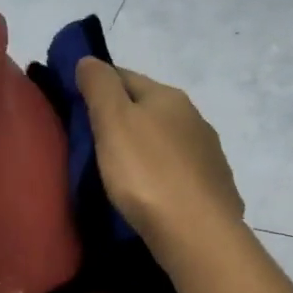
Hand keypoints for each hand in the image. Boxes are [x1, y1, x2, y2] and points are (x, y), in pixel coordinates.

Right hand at [76, 58, 243, 265]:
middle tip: (94, 140)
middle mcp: (194, 118)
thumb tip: (89, 60)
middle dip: (124, 117)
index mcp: (168, 97)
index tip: (77, 102)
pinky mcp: (214, 188)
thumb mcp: (113, 122)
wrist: (197, 232)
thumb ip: (99, 87)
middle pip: (150, 108)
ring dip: (146, 147)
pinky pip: (180, 172)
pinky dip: (163, 174)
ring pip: (167, 140)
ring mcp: (209, 154)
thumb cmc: (147, 173)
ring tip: (122, 170)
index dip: (99, 84)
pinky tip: (153, 192)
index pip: (125, 76)